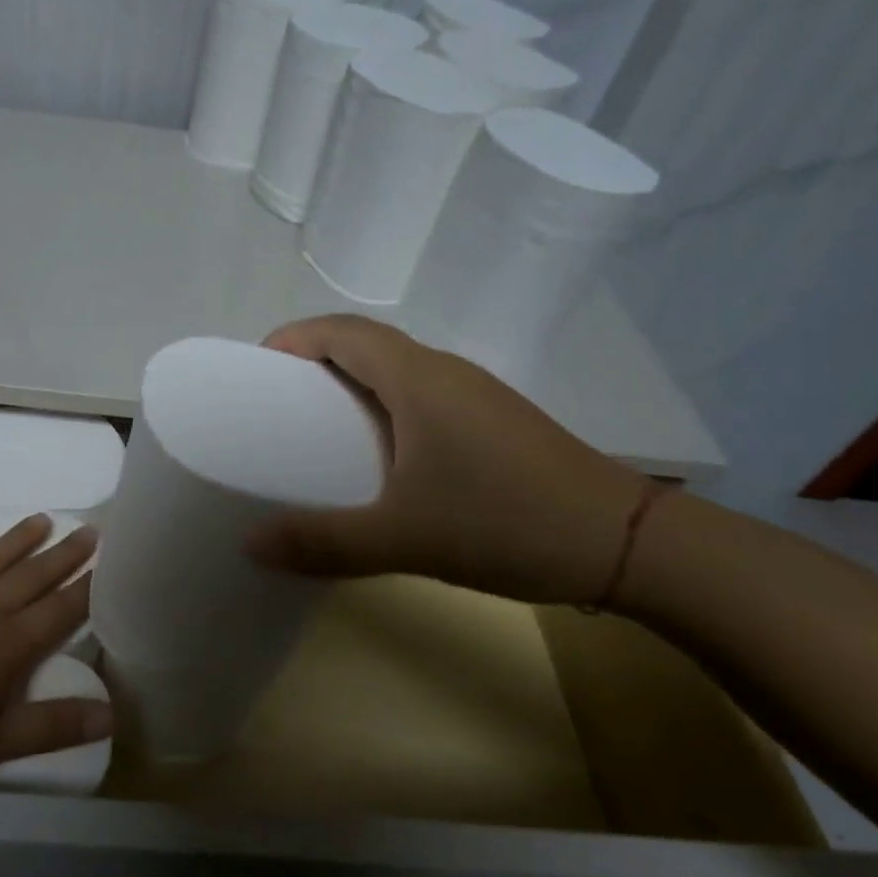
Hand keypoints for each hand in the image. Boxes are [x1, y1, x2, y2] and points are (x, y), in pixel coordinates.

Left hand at [0, 515, 108, 801]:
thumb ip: (48, 728)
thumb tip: (111, 714)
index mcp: (3, 649)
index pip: (56, 613)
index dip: (85, 590)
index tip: (108, 564)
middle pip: (29, 578)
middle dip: (62, 556)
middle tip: (89, 529)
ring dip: (16, 540)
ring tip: (43, 518)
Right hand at [245, 315, 647, 604]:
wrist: (628, 545)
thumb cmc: (507, 523)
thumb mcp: (405, 539)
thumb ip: (324, 542)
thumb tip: (249, 544)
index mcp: (419, 379)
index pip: (342, 331)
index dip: (293, 338)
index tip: (255, 370)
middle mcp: (445, 373)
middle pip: (365, 344)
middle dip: (312, 362)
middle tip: (274, 406)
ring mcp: (474, 397)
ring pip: (396, 371)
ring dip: (350, 386)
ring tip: (314, 432)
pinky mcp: (492, 424)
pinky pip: (420, 398)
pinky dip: (382, 409)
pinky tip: (378, 460)